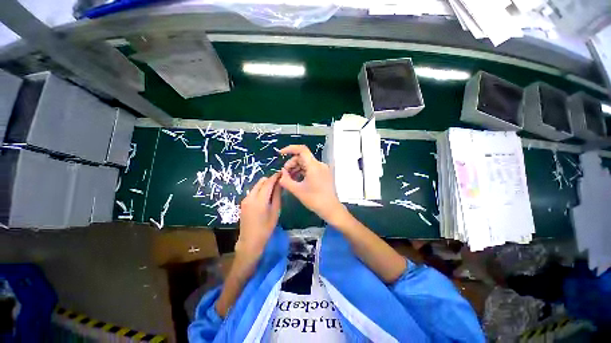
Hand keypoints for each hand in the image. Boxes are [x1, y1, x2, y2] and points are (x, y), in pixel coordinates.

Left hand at [236, 172, 281, 255]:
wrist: (250, 241)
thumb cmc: (266, 228)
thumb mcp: (275, 211)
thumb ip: (277, 195)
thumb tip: (279, 184)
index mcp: (260, 200)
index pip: (268, 183)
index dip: (275, 177)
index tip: (282, 173)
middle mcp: (250, 197)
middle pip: (261, 181)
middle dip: (270, 180)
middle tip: (279, 183)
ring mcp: (245, 199)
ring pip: (257, 185)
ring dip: (265, 184)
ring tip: (274, 189)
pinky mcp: (243, 202)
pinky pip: (253, 191)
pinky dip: (260, 190)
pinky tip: (266, 196)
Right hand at [278, 145, 347, 224]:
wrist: (331, 209)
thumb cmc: (314, 200)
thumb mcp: (297, 190)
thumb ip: (286, 180)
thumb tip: (282, 173)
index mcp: (314, 166)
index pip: (301, 149)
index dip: (290, 149)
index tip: (280, 154)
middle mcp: (319, 164)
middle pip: (302, 157)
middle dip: (291, 163)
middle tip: (285, 174)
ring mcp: (323, 169)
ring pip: (306, 163)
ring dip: (296, 168)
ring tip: (290, 178)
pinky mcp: (324, 174)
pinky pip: (311, 168)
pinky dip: (303, 172)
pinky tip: (298, 180)